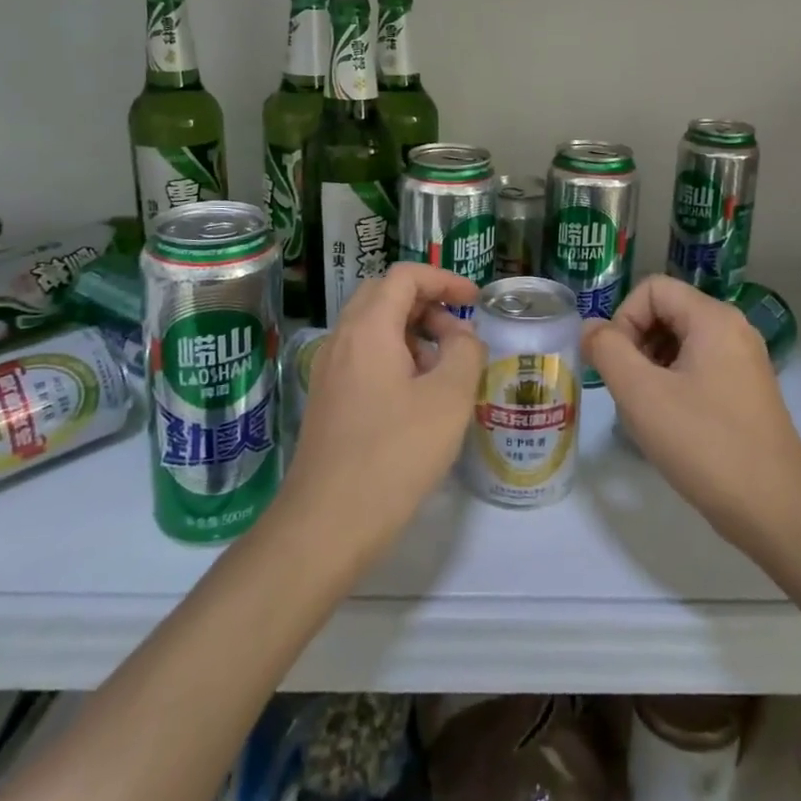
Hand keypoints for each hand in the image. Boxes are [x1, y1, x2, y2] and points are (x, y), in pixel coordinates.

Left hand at [279, 265, 483, 562]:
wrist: (326, 524)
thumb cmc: (394, 454)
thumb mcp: (448, 399)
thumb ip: (465, 353)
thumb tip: (462, 338)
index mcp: (368, 329)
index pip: (404, 276)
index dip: (444, 279)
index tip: (474, 301)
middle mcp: (342, 340)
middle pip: (385, 296)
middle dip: (428, 303)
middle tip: (459, 333)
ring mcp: (330, 371)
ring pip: (374, 328)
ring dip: (413, 333)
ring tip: (445, 369)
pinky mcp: (328, 400)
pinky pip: (365, 357)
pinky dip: (396, 358)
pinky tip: (418, 397)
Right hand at [583, 276, 800, 555]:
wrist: (776, 510)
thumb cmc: (705, 444)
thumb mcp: (642, 395)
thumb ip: (607, 351)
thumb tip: (591, 328)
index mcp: (713, 319)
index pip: (652, 289)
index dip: (623, 318)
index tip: (616, 365)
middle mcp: (733, 330)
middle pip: (667, 312)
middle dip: (636, 343)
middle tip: (627, 390)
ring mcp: (744, 362)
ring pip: (681, 343)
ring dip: (651, 366)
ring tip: (646, 410)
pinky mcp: (747, 392)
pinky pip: (699, 368)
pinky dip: (674, 384)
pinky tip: (669, 424)